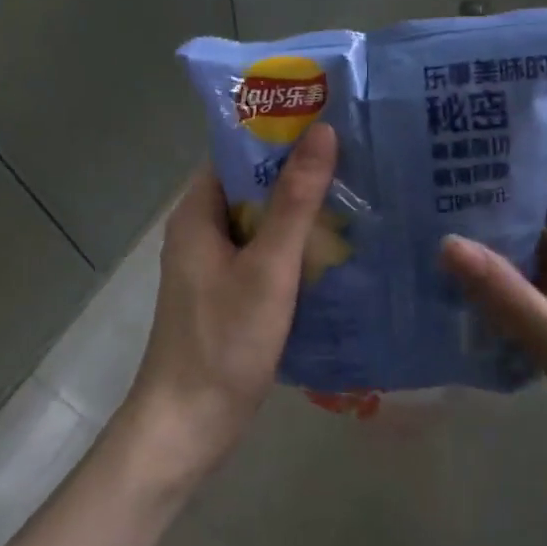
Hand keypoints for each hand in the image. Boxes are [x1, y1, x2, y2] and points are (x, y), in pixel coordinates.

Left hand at [116, 123, 338, 493]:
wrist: (188, 427)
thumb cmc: (223, 341)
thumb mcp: (268, 267)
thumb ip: (295, 201)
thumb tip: (321, 131)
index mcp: (198, 212)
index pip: (238, 151)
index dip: (279, 131)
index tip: (328, 118)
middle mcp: (202, 230)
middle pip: (253, 184)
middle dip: (299, 170)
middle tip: (355, 153)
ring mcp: (215, 264)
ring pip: (262, 221)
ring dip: (301, 209)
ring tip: (357, 190)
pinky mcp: (230, 293)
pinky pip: (265, 253)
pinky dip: (296, 245)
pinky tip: (339, 247)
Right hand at [440, 139, 546, 487]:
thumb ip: (505, 294)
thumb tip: (447, 243)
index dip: (517, 142)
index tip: (466, 137)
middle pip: (543, 193)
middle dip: (493, 184)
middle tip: (434, 182)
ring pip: (539, 232)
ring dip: (497, 227)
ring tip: (440, 223)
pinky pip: (542, 267)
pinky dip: (509, 265)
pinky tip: (472, 279)